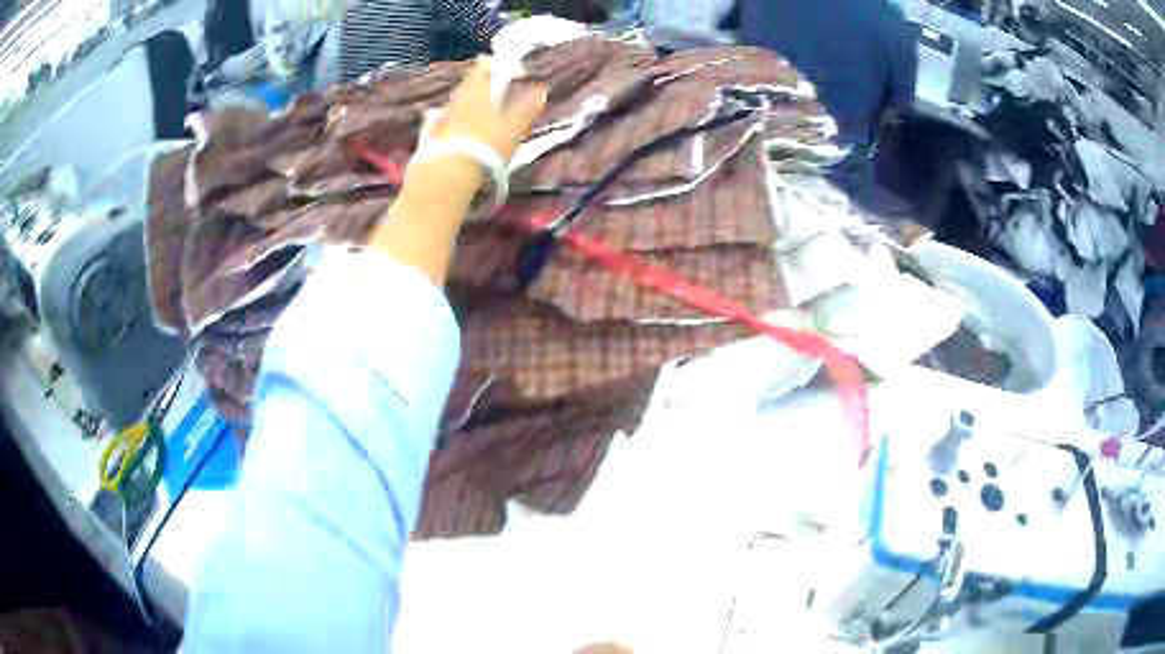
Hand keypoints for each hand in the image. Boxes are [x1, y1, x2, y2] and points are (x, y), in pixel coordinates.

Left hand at [425, 56, 546, 161]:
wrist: (448, 173)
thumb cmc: (486, 146)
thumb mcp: (514, 128)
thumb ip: (526, 108)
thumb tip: (540, 89)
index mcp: (478, 91)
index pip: (484, 68)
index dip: (496, 65)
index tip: (509, 71)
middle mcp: (458, 98)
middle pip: (468, 84)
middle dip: (480, 84)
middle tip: (493, 91)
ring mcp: (442, 116)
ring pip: (457, 102)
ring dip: (467, 103)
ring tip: (478, 112)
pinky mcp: (431, 134)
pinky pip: (444, 120)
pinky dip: (453, 121)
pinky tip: (457, 130)